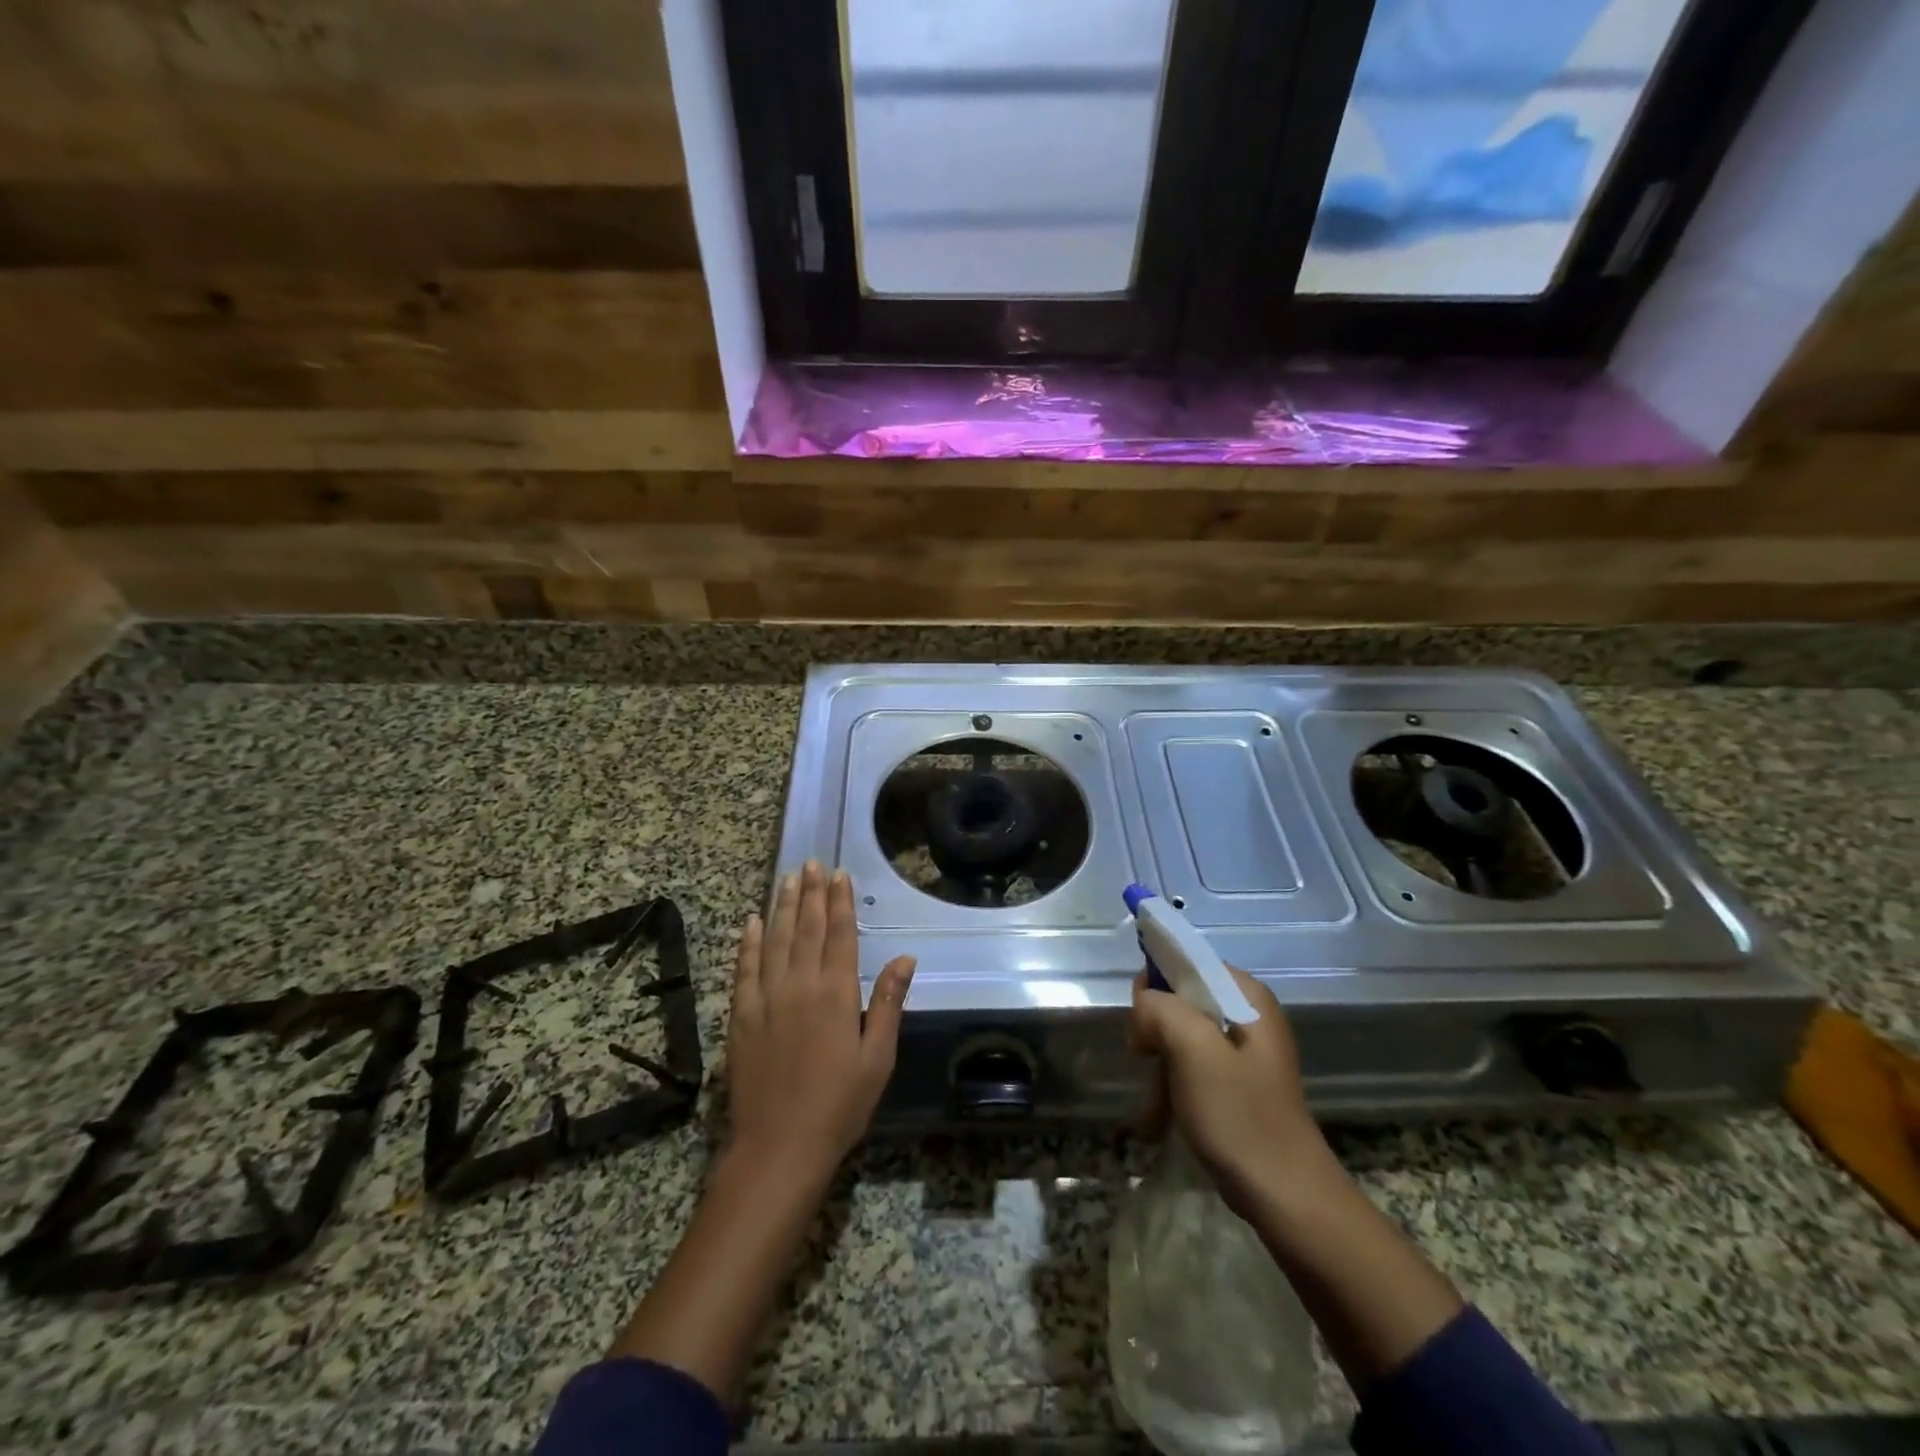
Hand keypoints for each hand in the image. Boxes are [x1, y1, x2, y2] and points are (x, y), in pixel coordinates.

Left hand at [726, 860, 915, 1184]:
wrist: (778, 1147)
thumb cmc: (839, 1105)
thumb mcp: (877, 1058)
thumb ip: (888, 1003)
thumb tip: (905, 957)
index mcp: (836, 994)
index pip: (839, 935)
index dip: (840, 902)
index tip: (839, 874)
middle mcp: (799, 986)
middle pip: (806, 928)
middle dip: (811, 893)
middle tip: (812, 863)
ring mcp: (765, 999)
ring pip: (775, 940)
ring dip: (782, 906)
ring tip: (787, 878)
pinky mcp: (741, 1016)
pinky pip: (744, 968)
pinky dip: (748, 942)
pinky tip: (752, 922)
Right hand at [1128, 965, 1335, 1216]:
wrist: (1286, 1198)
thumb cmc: (1240, 1116)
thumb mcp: (1193, 1051)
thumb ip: (1160, 1009)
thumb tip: (1144, 1005)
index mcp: (1247, 995)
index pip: (1188, 961)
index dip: (1157, 983)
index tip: (1142, 1021)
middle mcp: (1249, 1014)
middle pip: (1182, 998)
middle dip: (1156, 1029)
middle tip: (1146, 1059)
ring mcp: (1244, 1052)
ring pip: (1181, 1035)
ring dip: (1161, 1064)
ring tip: (1155, 1101)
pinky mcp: (1237, 1085)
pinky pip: (1192, 1066)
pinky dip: (1173, 1086)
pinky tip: (1162, 1116)